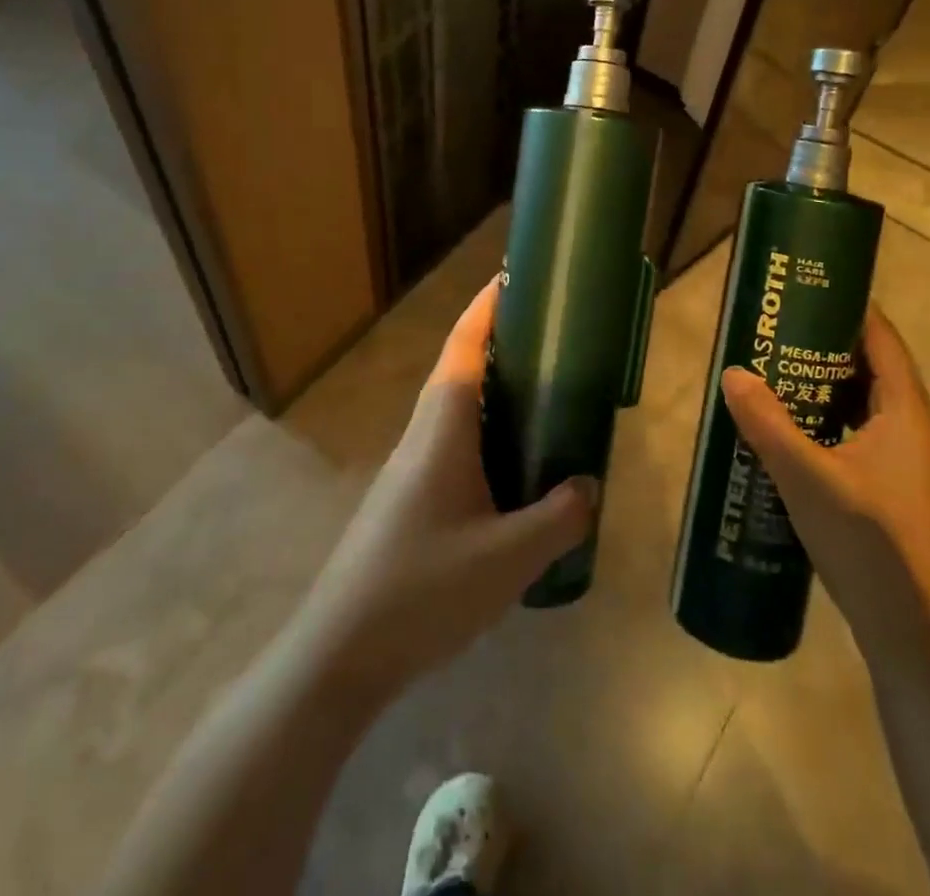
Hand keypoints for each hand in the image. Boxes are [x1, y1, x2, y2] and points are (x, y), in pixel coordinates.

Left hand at [288, 280, 596, 705]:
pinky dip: (485, 436)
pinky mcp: (407, 498)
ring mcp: (410, 467)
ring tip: (542, 396)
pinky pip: (453, 446)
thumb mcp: (508, 558)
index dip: (487, 307)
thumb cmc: (423, 588)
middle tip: (550, 339)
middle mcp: (423, 434)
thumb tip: (589, 486)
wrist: (339, 653)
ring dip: (493, 393)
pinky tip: (512, 470)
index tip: (513, 276)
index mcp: (443, 427)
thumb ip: (558, 518)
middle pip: (460, 370)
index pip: (464, 346)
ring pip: (456, 410)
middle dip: (500, 345)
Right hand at [720, 302, 929, 664]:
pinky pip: (854, 437)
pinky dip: (823, 424)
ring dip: (819, 388)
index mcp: (905, 412)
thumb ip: (767, 423)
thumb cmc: (872, 547)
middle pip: (867, 368)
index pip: (880, 337)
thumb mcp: (808, 479)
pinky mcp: (891, 494)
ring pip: (858, 406)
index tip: (802, 288)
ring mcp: (904, 465)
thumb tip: (733, 372)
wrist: (919, 642)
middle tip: (770, 330)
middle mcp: (911, 430)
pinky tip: (785, 436)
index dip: (847, 306)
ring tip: (769, 375)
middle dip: (820, 345)